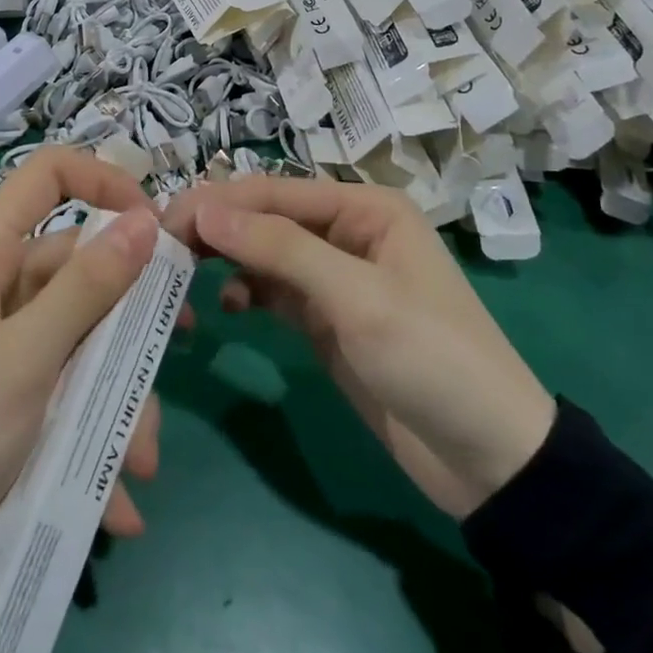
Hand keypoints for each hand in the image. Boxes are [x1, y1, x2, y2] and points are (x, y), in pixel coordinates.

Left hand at [0, 149, 163, 604]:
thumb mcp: (22, 361)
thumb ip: (87, 288)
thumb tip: (145, 220)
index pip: (49, 175)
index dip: (104, 181)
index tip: (155, 226)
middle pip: (81, 265)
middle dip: (128, 317)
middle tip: (175, 348)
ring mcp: (8, 340)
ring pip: (86, 335)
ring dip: (120, 394)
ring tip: (138, 461)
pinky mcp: (15, 389)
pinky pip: (71, 387)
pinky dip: (97, 433)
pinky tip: (116, 498)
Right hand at [164, 175, 555, 520]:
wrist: (490, 460)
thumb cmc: (432, 359)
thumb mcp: (357, 298)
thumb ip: (280, 249)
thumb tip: (205, 209)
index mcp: (365, 208)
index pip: (275, 191)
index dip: (219, 202)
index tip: (163, 221)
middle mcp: (347, 230)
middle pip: (266, 217)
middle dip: (218, 227)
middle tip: (163, 248)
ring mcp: (334, 276)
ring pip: (264, 252)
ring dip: (227, 259)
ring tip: (184, 275)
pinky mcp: (325, 318)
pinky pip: (273, 290)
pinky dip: (247, 292)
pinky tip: (228, 307)